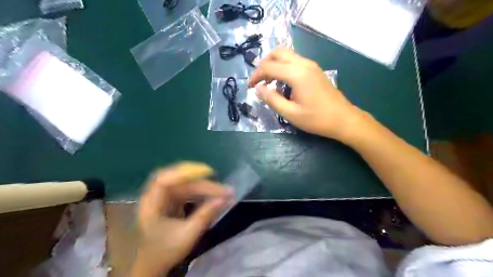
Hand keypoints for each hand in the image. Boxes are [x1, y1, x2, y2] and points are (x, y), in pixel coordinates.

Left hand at [130, 162, 232, 276]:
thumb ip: (205, 216)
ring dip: (205, 187)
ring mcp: (164, 197)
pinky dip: (201, 191)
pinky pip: (188, 190)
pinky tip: (212, 194)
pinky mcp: (171, 199)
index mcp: (151, 205)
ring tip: (223, 192)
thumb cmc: (166, 251)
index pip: (164, 180)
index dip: (184, 173)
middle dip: (203, 183)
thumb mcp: (187, 236)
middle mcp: (156, 196)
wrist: (153, 264)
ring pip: (186, 184)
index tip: (206, 173)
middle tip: (223, 188)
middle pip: (180, 181)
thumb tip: (224, 199)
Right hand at [251, 47, 365, 140]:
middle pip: (278, 52)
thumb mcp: (290, 113)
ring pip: (287, 55)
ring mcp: (311, 65)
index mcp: (297, 74)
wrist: (343, 119)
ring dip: (274, 65)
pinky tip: (283, 83)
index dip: (256, 75)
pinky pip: (295, 61)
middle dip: (264, 64)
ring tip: (269, 83)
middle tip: (259, 81)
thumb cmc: (316, 119)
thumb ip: (272, 99)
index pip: (269, 66)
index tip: (250, 87)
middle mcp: (304, 64)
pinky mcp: (315, 69)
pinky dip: (284, 67)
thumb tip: (258, 89)